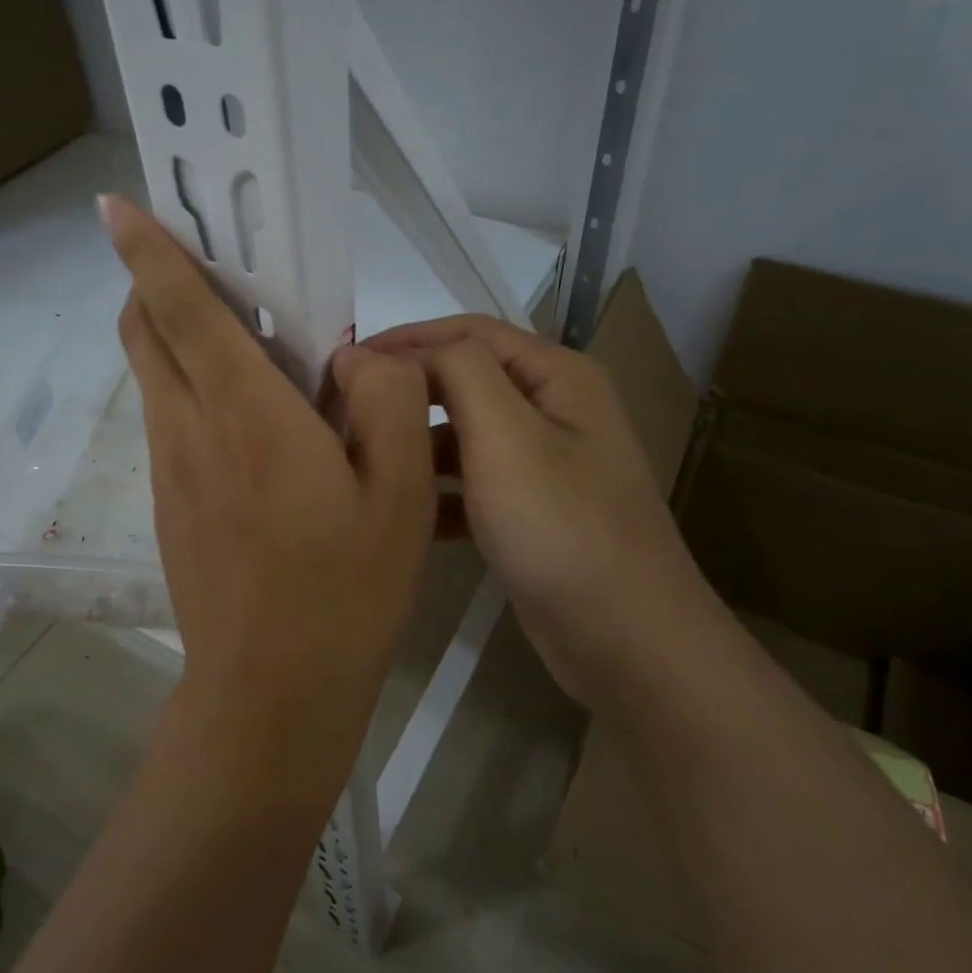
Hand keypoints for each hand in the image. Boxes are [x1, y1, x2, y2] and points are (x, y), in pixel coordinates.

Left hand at [102, 196, 435, 783]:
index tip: (116, 206)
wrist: (270, 694)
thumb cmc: (344, 591)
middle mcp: (189, 429)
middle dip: (157, 285)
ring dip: (180, 337)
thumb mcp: (400, 493)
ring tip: (253, 343)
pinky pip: (173, 421)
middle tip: (214, 269)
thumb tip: (354, 357)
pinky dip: (194, 390)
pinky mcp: (168, 505)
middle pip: (145, 333)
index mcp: (246, 414)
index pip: (179, 309)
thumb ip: (387, 401)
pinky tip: (257, 423)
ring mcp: (169, 471)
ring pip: (156, 376)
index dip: (148, 250)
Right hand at [365, 313, 696, 702]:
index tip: (345, 363)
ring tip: (362, 460)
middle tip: (344, 411)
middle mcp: (554, 410)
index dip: (406, 339)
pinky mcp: (531, 512)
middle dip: (408, 392)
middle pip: (466, 381)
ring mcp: (544, 465)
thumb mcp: (506, 434)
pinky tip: (401, 513)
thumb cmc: (562, 526)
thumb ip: (455, 373)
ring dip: (418, 443)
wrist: (627, 639)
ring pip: (465, 436)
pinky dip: (438, 492)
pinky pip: (473, 485)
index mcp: (556, 376)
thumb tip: (393, 350)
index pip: (469, 333)